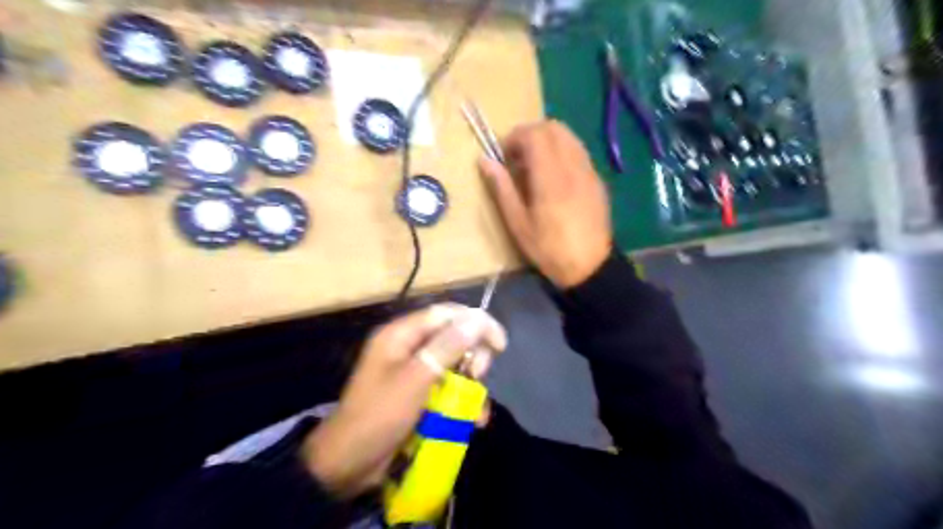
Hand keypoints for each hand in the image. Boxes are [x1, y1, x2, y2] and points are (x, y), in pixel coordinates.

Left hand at [302, 304, 508, 498]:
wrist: (347, 464)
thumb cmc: (379, 416)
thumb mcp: (416, 379)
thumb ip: (447, 347)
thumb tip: (477, 319)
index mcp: (401, 334)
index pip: (446, 314)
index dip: (476, 322)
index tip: (500, 344)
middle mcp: (407, 346)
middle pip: (452, 337)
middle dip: (472, 355)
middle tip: (479, 376)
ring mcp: (412, 370)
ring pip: (453, 364)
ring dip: (469, 384)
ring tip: (477, 411)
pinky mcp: (416, 393)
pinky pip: (445, 386)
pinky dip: (460, 401)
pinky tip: (471, 421)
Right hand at [481, 120, 611, 288]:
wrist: (589, 266)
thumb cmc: (548, 249)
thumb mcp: (518, 223)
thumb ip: (501, 188)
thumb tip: (484, 160)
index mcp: (551, 177)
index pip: (535, 134)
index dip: (515, 137)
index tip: (504, 156)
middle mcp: (573, 166)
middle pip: (553, 127)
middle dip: (531, 134)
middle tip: (518, 158)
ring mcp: (589, 171)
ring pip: (568, 136)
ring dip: (548, 140)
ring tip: (535, 166)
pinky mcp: (597, 179)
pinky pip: (578, 151)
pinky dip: (562, 151)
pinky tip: (554, 176)